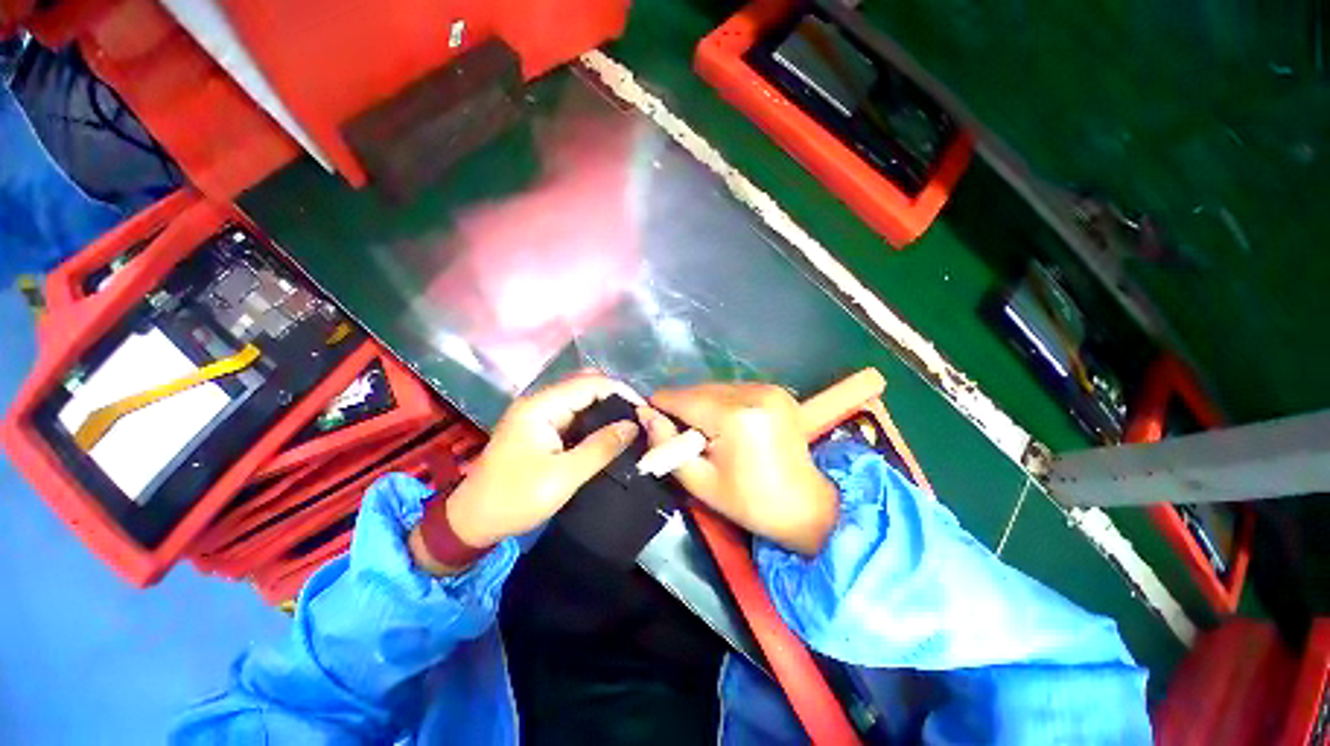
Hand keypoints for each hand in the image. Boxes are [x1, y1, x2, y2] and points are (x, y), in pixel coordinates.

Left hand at [409, 373, 638, 573]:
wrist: (472, 521)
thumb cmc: (515, 498)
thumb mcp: (563, 476)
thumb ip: (600, 447)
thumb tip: (632, 426)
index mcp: (541, 407)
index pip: (590, 384)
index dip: (620, 391)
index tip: (644, 409)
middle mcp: (539, 403)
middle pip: (584, 386)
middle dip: (614, 396)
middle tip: (639, 417)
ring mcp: (538, 415)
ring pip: (580, 399)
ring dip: (605, 408)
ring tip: (630, 423)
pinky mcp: (539, 428)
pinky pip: (573, 414)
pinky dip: (593, 419)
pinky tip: (608, 432)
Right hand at [639, 383, 836, 554]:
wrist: (807, 506)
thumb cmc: (750, 502)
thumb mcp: (700, 481)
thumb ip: (666, 446)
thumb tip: (645, 414)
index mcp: (734, 417)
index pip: (681, 398)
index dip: (660, 407)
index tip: (651, 421)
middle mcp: (752, 392)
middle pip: (698, 389)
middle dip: (682, 408)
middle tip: (681, 436)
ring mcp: (768, 388)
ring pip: (714, 387)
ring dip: (702, 404)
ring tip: (706, 433)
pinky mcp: (777, 391)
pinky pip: (734, 390)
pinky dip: (722, 403)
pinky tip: (727, 426)